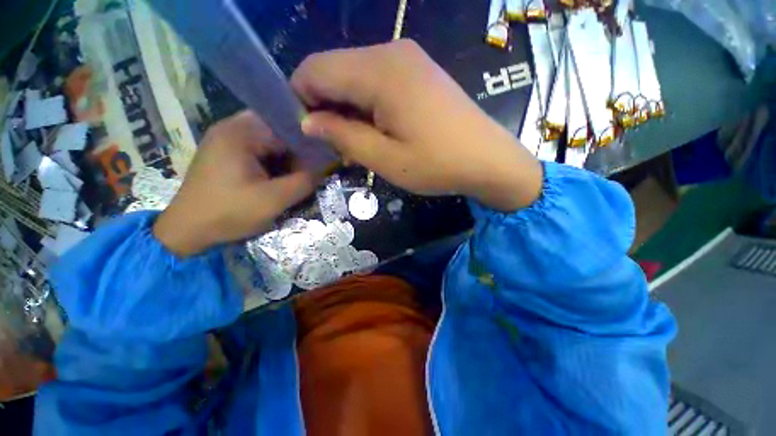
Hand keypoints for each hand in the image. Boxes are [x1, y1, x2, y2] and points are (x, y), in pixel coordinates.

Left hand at [153, 112, 317, 256]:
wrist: (187, 231)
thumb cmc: (229, 213)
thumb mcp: (274, 200)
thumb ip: (304, 182)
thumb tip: (325, 168)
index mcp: (241, 133)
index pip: (286, 126)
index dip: (308, 142)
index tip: (324, 158)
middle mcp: (232, 128)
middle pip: (277, 132)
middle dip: (297, 151)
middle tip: (313, 169)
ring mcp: (227, 140)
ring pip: (269, 142)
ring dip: (286, 157)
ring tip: (299, 174)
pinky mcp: (226, 153)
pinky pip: (259, 150)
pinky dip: (273, 162)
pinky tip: (280, 176)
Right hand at [292, 39, 542, 211]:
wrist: (489, 160)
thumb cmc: (437, 164)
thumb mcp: (385, 159)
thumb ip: (343, 136)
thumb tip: (308, 120)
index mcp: (379, 71)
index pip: (314, 69)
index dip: (301, 100)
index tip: (310, 134)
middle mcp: (390, 51)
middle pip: (334, 70)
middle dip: (326, 106)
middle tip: (338, 145)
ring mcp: (408, 59)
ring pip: (355, 77)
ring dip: (348, 109)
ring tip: (361, 143)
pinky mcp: (418, 72)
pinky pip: (377, 81)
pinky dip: (367, 105)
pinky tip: (379, 130)